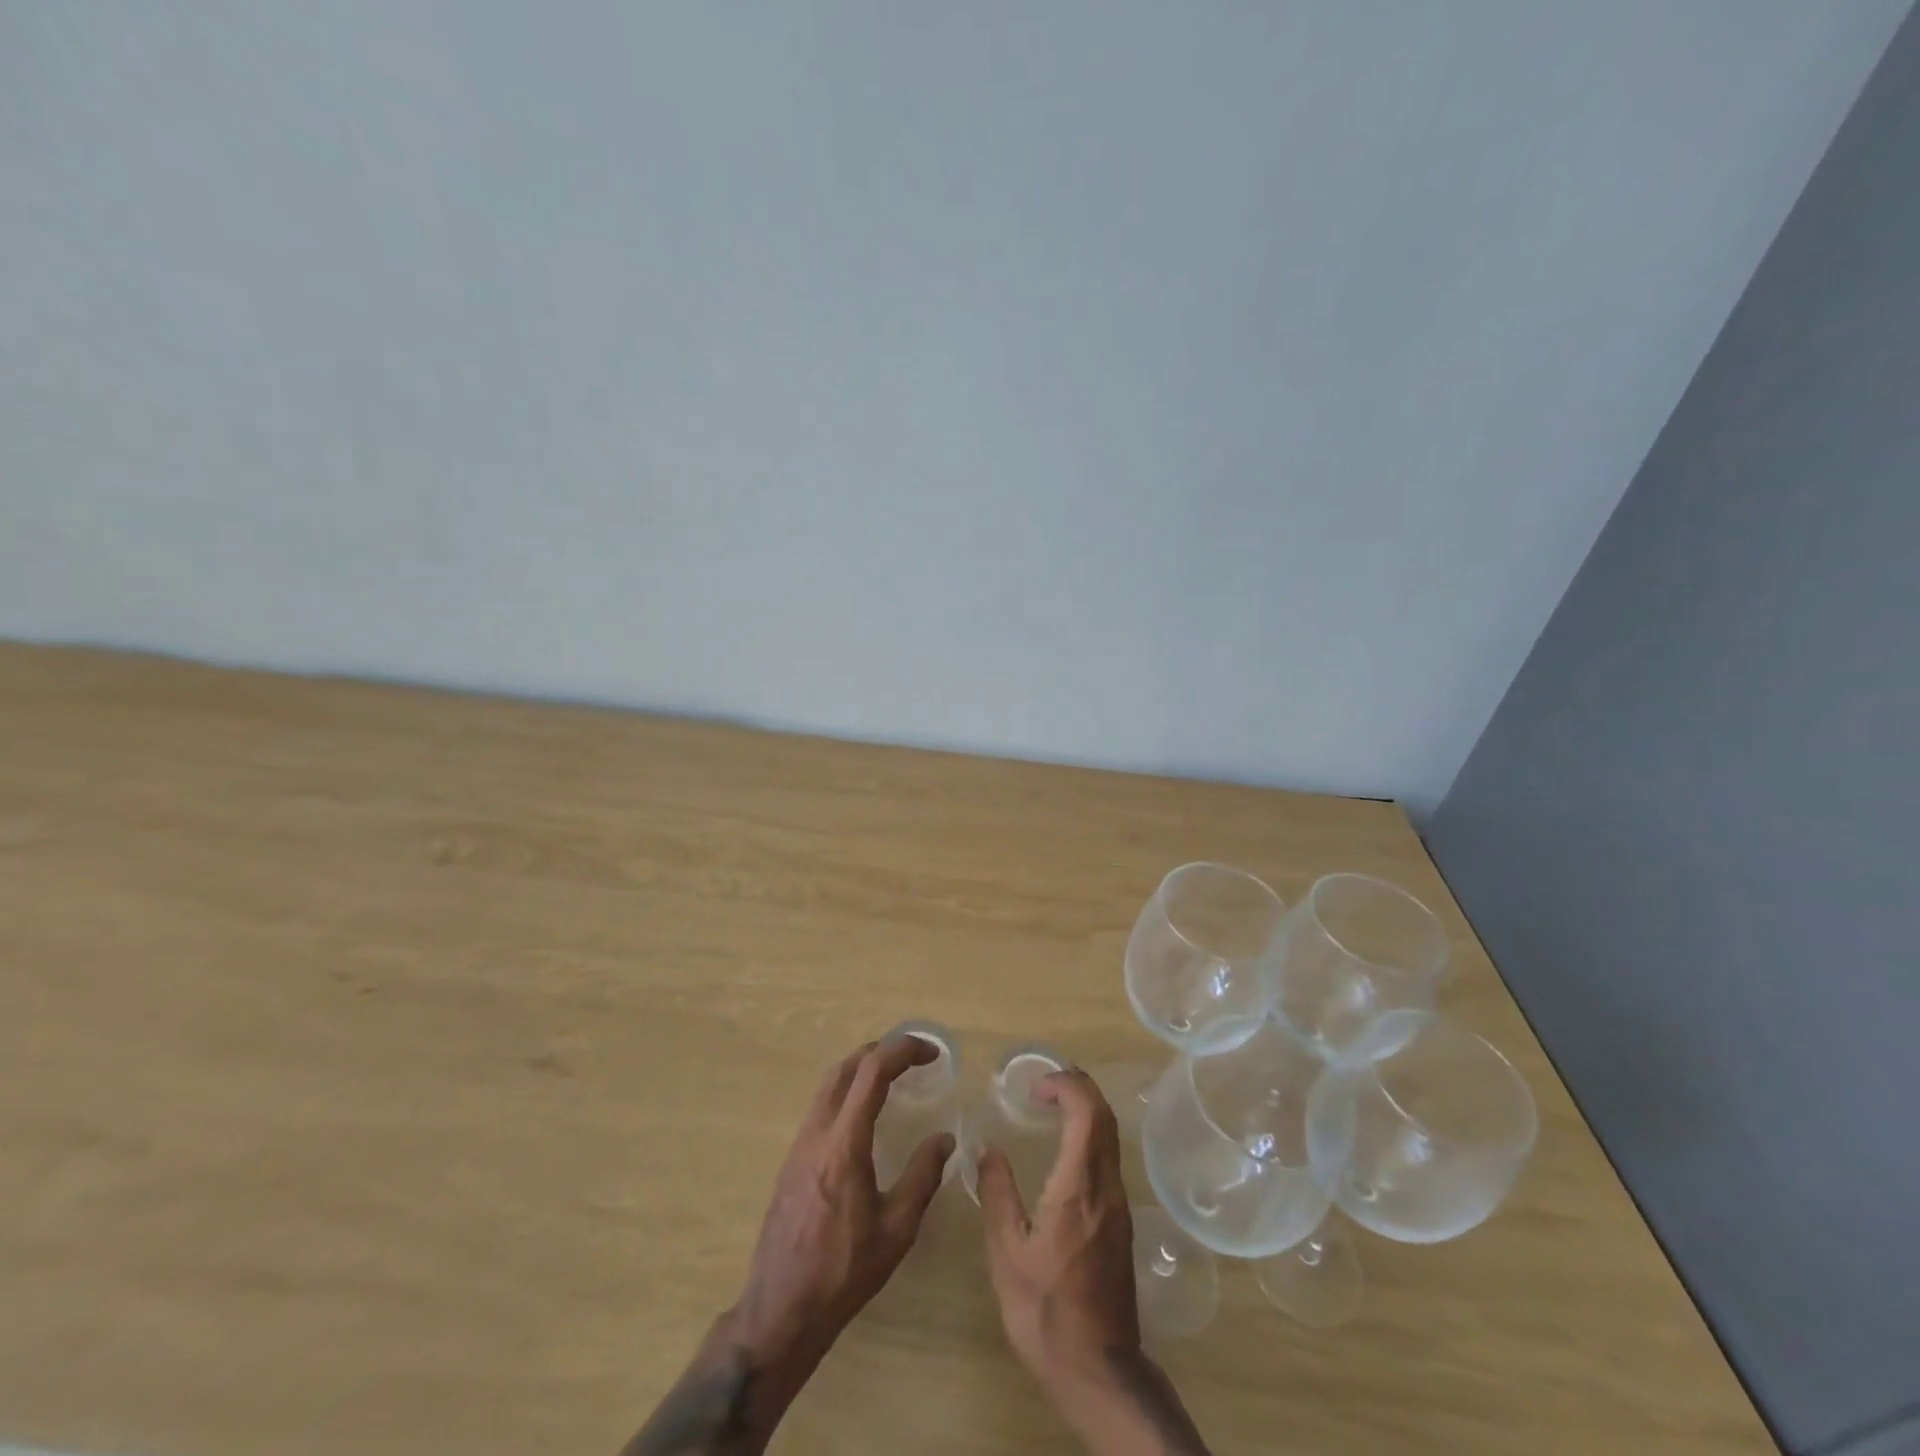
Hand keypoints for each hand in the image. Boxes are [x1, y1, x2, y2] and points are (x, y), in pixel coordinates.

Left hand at [624, 1037, 953, 1455]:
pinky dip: (846, 1093)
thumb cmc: (843, 1272)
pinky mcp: (791, 1161)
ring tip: (892, 1078)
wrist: (780, 1312)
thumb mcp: (896, 1229)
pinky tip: (863, 1117)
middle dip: (880, 1050)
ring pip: (828, 1086)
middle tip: (912, 1057)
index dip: (902, 1050)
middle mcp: (817, 1133)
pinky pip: (820, 1108)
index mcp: (844, 1144)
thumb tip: (944, 1139)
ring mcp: (798, 1145)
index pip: (872, 1072)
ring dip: (860, 1069)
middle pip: (845, 1068)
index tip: (931, 1053)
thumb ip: (922, 1177)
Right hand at [976, 1067, 1138, 1384]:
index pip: (1087, 1112)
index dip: (1065, 1085)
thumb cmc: (1046, 1311)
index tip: (1035, 1087)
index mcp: (1078, 1187)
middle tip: (1044, 1084)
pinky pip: (1109, 1157)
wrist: (1099, 1370)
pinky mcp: (1121, 1221)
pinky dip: (1090, 1133)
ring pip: (1111, 1136)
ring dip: (1086, 1108)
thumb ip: (997, 1193)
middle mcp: (1106, 1186)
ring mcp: (1118, 1204)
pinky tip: (1065, 1147)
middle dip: (1078, 1086)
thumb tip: (988, 1148)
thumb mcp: (1007, 1253)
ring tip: (1052, 1105)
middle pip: (1105, 1116)